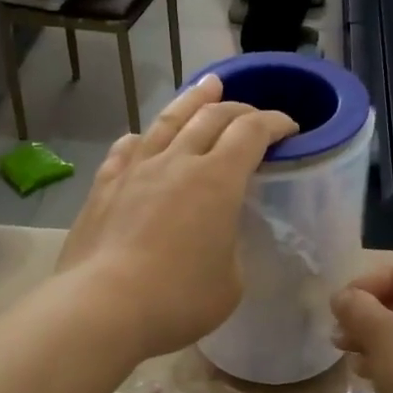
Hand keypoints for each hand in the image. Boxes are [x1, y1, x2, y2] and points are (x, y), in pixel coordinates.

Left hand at [57, 75, 297, 361]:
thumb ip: (231, 249)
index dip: (274, 123)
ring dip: (192, 101)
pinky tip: (141, 138)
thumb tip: (217, 239)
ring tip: (206, 86)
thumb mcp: (231, 282)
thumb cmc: (179, 299)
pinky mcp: (104, 187)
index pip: (252, 132)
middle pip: (211, 117)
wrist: (103, 307)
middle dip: (239, 109)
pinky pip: (127, 150)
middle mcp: (178, 162)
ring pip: (168, 121)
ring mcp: (136, 170)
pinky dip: (142, 139)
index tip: (288, 127)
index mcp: (218, 180)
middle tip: (252, 113)